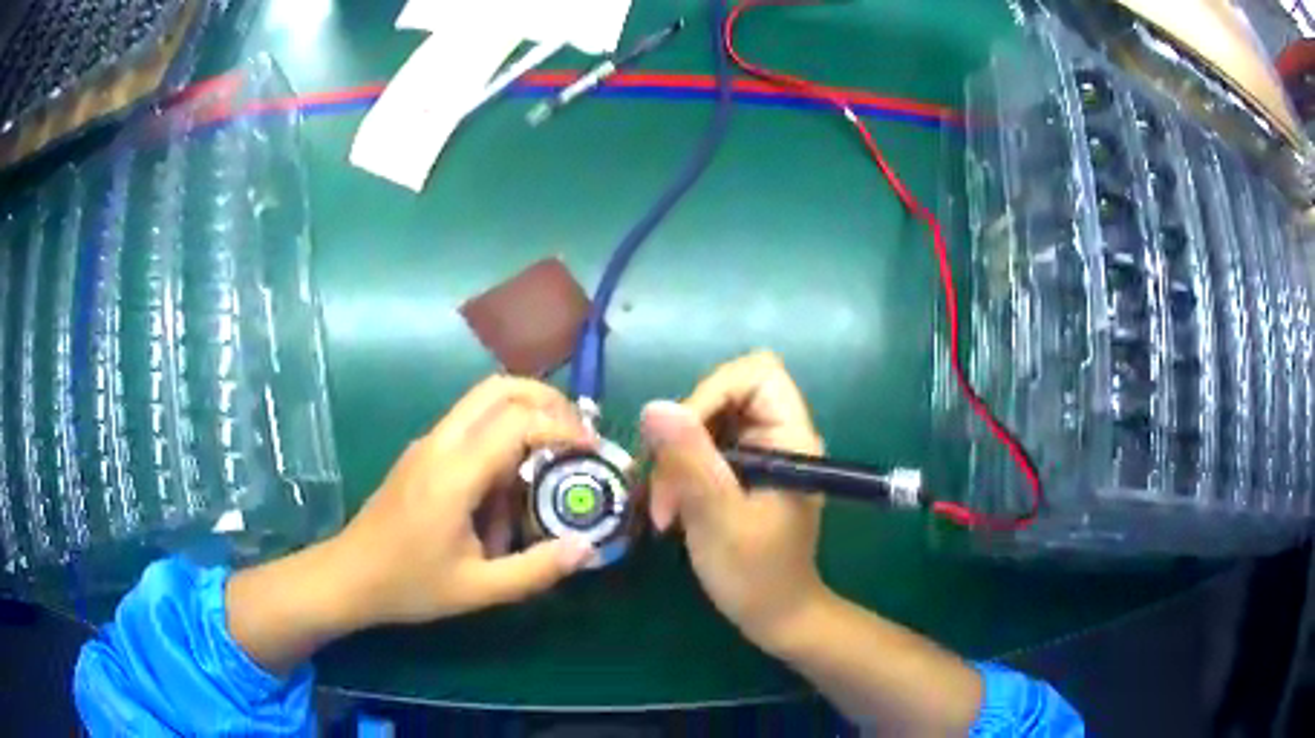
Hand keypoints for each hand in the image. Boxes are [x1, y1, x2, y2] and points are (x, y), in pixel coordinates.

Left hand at [329, 376, 598, 626]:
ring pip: (483, 399)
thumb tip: (587, 548)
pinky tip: (514, 480)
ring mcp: (428, 443)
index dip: (563, 427)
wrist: (349, 575)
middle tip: (578, 435)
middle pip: (499, 387)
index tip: (594, 451)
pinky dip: (504, 432)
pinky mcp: (423, 452)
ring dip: (525, 413)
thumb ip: (536, 569)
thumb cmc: (409, 584)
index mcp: (454, 473)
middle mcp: (440, 443)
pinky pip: (470, 423)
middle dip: (547, 400)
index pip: (517, 421)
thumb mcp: (478, 589)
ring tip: (556, 453)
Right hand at [640, 351, 829, 650]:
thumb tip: (654, 406)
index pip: (756, 374)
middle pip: (724, 396)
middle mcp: (779, 437)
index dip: (713, 392)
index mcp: (791, 438)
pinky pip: (704, 450)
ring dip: (676, 461)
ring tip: (666, 509)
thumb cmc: (756, 574)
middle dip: (685, 435)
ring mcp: (761, 455)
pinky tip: (672, 510)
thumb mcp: (717, 516)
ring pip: (706, 424)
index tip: (683, 440)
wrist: (775, 616)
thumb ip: (690, 459)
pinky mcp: (743, 473)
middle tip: (666, 486)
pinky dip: (681, 474)